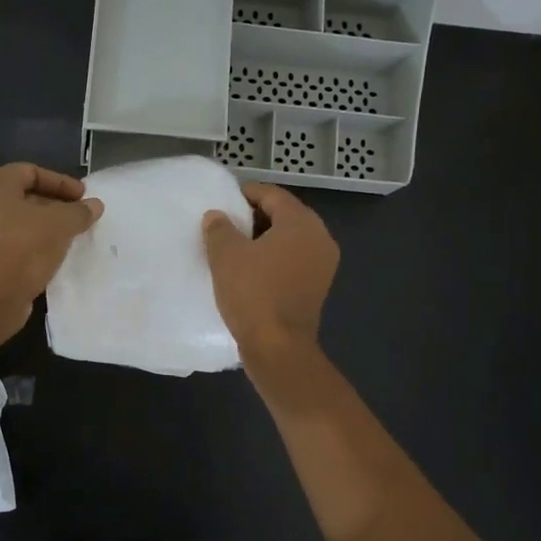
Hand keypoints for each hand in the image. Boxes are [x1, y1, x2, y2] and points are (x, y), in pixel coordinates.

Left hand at [0, 163, 102, 337]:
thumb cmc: (23, 246)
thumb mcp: (60, 224)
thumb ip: (79, 211)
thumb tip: (95, 205)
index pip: (31, 172)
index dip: (61, 182)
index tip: (84, 197)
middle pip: (23, 196)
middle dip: (54, 205)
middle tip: (79, 216)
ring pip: (16, 222)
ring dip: (43, 227)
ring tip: (70, 236)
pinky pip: (10, 242)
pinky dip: (31, 244)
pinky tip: (52, 255)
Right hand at [202, 183, 338, 374]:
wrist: (278, 347)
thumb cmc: (253, 293)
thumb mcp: (226, 255)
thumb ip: (219, 228)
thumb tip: (217, 216)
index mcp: (302, 223)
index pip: (273, 195)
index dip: (246, 193)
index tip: (224, 199)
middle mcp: (320, 238)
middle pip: (285, 215)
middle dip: (256, 216)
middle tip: (227, 222)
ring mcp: (323, 264)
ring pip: (290, 239)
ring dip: (264, 239)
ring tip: (235, 246)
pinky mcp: (318, 286)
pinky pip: (294, 260)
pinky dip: (274, 258)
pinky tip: (250, 268)